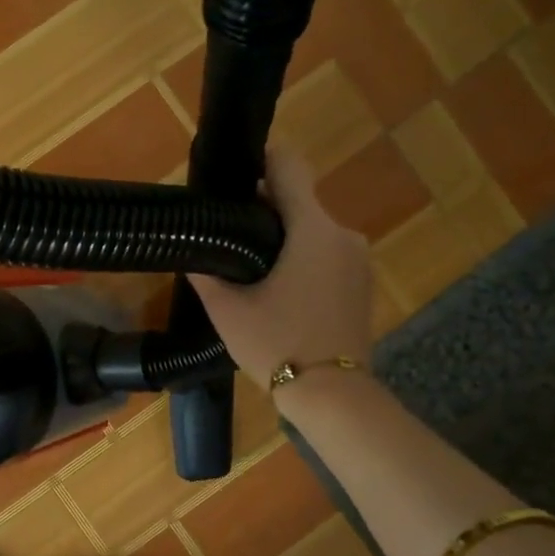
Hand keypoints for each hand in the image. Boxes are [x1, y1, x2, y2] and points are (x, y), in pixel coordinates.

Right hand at [191, 151, 375, 395]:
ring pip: (313, 231)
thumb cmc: (277, 345)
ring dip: (284, 239)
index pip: (290, 167)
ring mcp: (358, 260)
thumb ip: (207, 273)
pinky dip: (303, 260)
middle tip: (228, 235)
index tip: (236, 173)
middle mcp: (343, 234)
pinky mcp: (363, 283)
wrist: (333, 395)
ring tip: (249, 267)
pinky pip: (327, 255)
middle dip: (265, 212)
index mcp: (312, 230)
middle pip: (300, 203)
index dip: (263, 160)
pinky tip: (280, 290)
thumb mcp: (228, 310)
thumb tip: (192, 251)